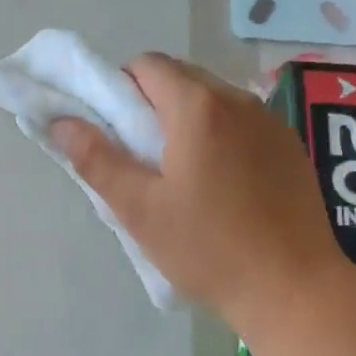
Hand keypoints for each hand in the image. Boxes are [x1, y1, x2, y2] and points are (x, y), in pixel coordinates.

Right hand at [51, 54, 346, 332]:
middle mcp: (239, 101)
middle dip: (153, 104)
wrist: (295, 290)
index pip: (147, 65)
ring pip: (215, 100)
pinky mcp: (291, 148)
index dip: (120, 88)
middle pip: (183, 78)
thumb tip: (61, 123)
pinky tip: (223, 186)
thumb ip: (96, 160)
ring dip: (188, 120)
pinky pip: (244, 124)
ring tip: (182, 175)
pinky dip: (221, 137)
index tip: (114, 131)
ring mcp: (272, 123)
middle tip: (142, 158)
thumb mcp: (140, 210)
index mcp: (198, 108)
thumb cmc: (209, 250)